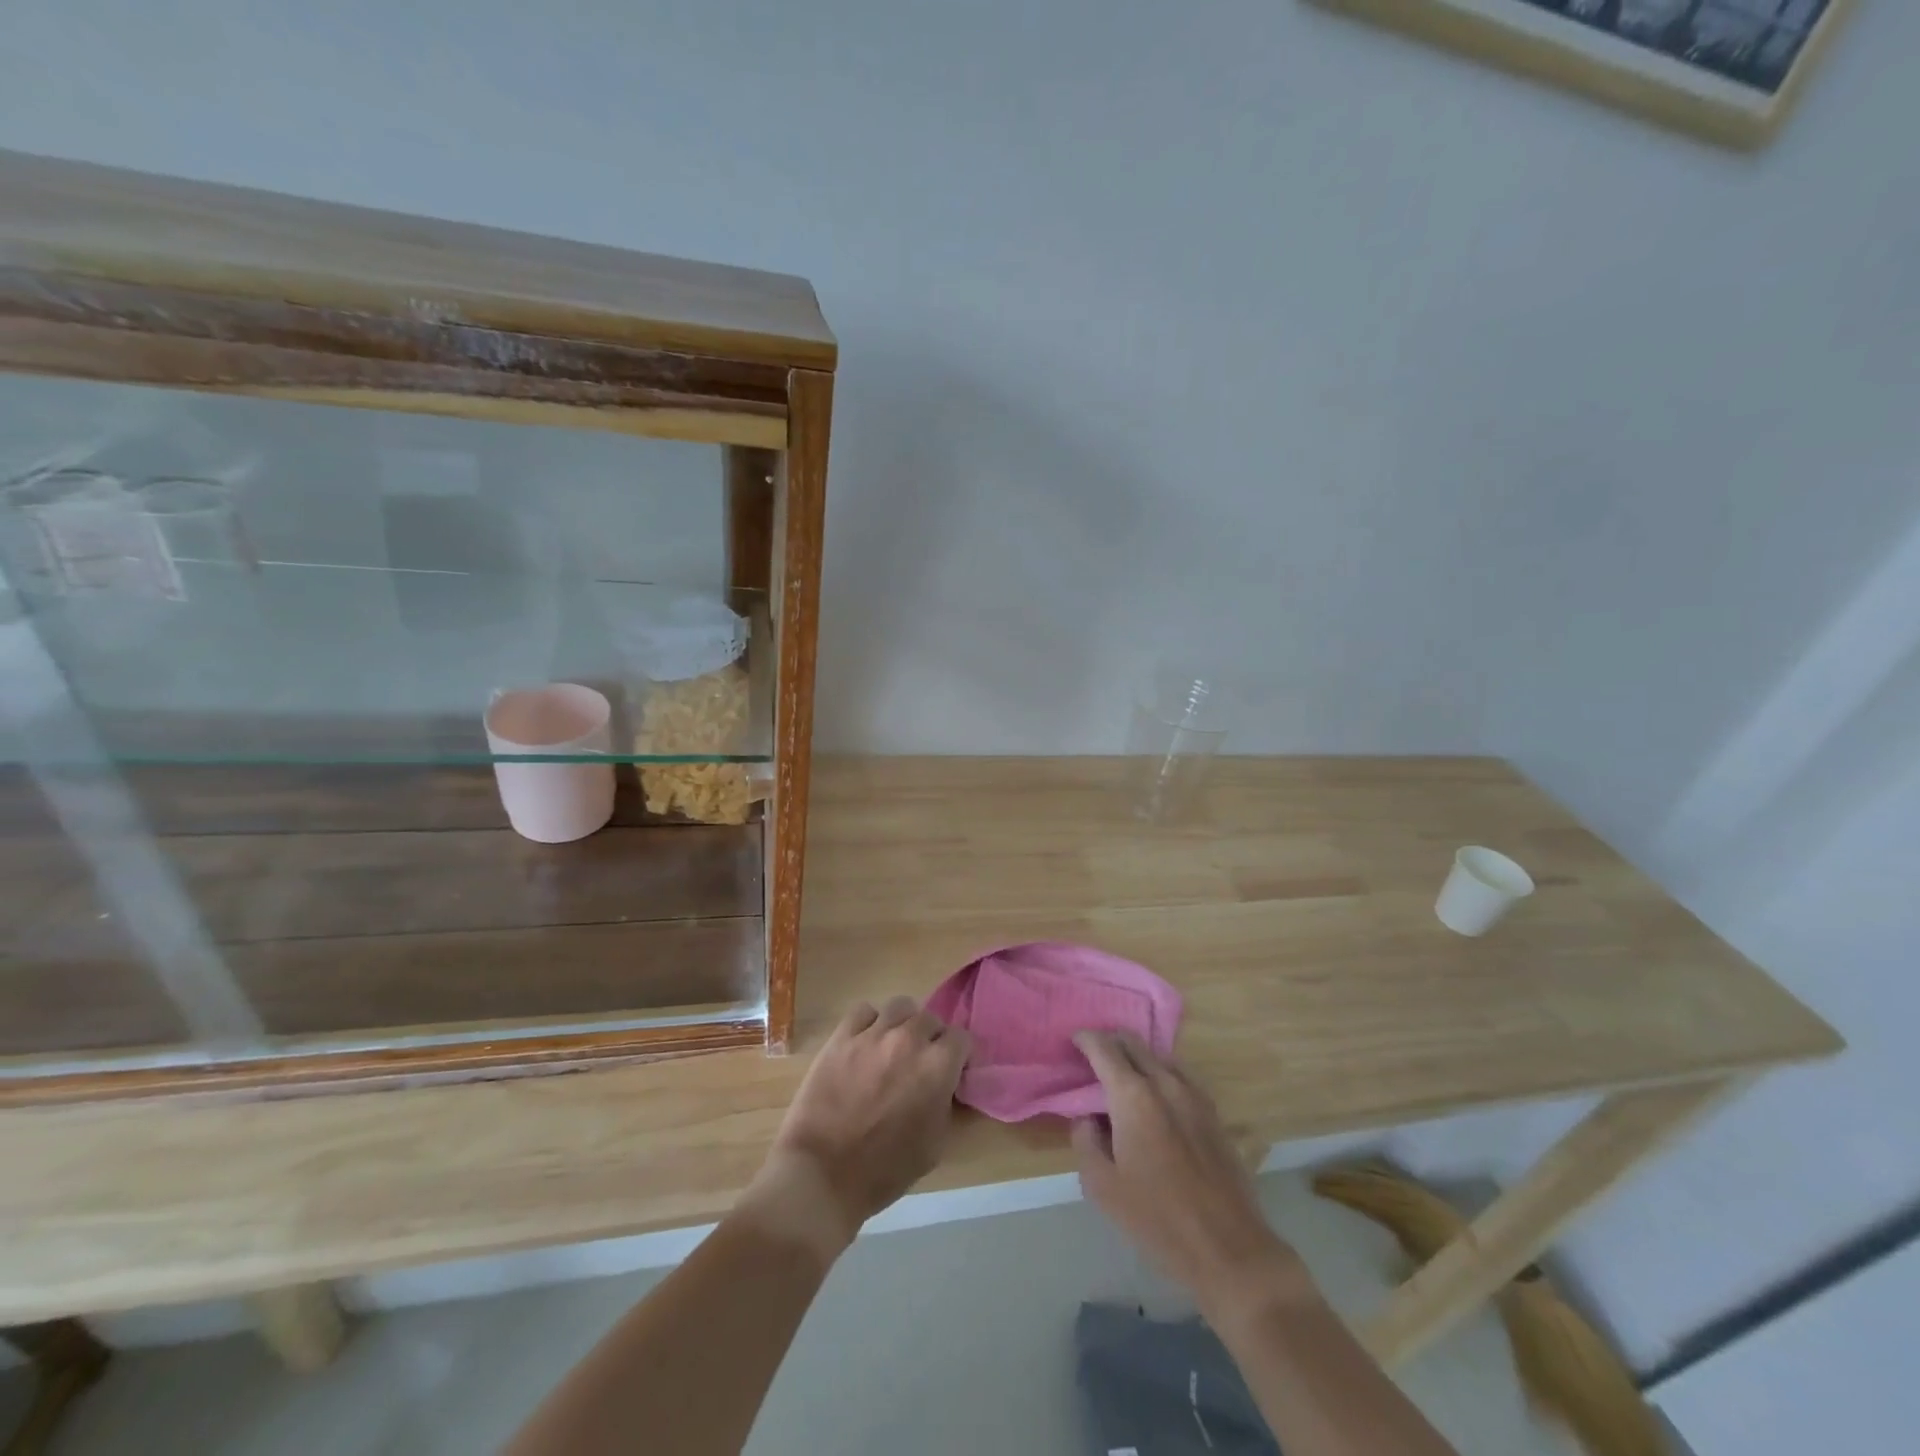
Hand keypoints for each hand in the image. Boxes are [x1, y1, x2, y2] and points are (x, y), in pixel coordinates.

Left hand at [744, 996, 970, 1258]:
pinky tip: (865, 1043)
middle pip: (931, 1019)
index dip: (958, 1056)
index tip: (950, 1072)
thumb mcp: (934, 1145)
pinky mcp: (841, 1036)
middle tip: (920, 1064)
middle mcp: (909, 1039)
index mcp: (937, 1067)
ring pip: (900, 1007)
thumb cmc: (884, 1170)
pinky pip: (863, 1011)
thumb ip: (945, 1104)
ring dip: (904, 1024)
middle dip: (931, 1039)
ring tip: (893, 1047)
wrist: (822, 1175)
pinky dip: (869, 1023)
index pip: (961, 1038)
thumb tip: (944, 1085)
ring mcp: (873, 1034)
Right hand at [1072, 1031, 1306, 1313]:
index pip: (1103, 1048)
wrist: (1228, 1249)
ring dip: (1137, 1057)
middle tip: (1093, 1058)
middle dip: (1110, 1042)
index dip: (1085, 1040)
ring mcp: (1194, 1095)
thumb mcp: (1101, 1186)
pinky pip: (1181, 1076)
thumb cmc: (1157, 1219)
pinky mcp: (1214, 1112)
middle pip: (1133, 1043)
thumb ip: (1085, 1141)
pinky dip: (1161, 1073)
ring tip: (1123, 1078)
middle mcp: (1165, 1082)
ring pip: (1159, 1056)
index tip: (1073, 1043)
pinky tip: (1156, 1097)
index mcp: (1133, 1095)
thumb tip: (1087, 1118)